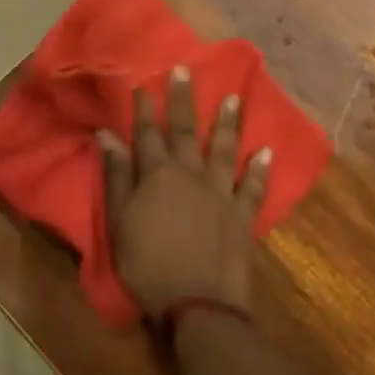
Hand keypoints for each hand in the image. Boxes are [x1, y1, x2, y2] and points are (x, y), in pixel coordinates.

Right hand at [100, 67, 270, 316]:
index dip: (144, 107)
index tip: (143, 82)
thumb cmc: (147, 263)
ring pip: (224, 150)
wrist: (198, 303)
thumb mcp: (119, 220)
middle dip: (183, 100)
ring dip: (228, 123)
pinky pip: (255, 187)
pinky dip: (262, 169)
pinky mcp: (243, 216)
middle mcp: (191, 175)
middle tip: (185, 70)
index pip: (148, 133)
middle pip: (185, 132)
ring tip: (234, 97)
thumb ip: (116, 175)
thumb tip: (107, 136)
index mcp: (157, 175)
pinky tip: (267, 151)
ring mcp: (221, 194)